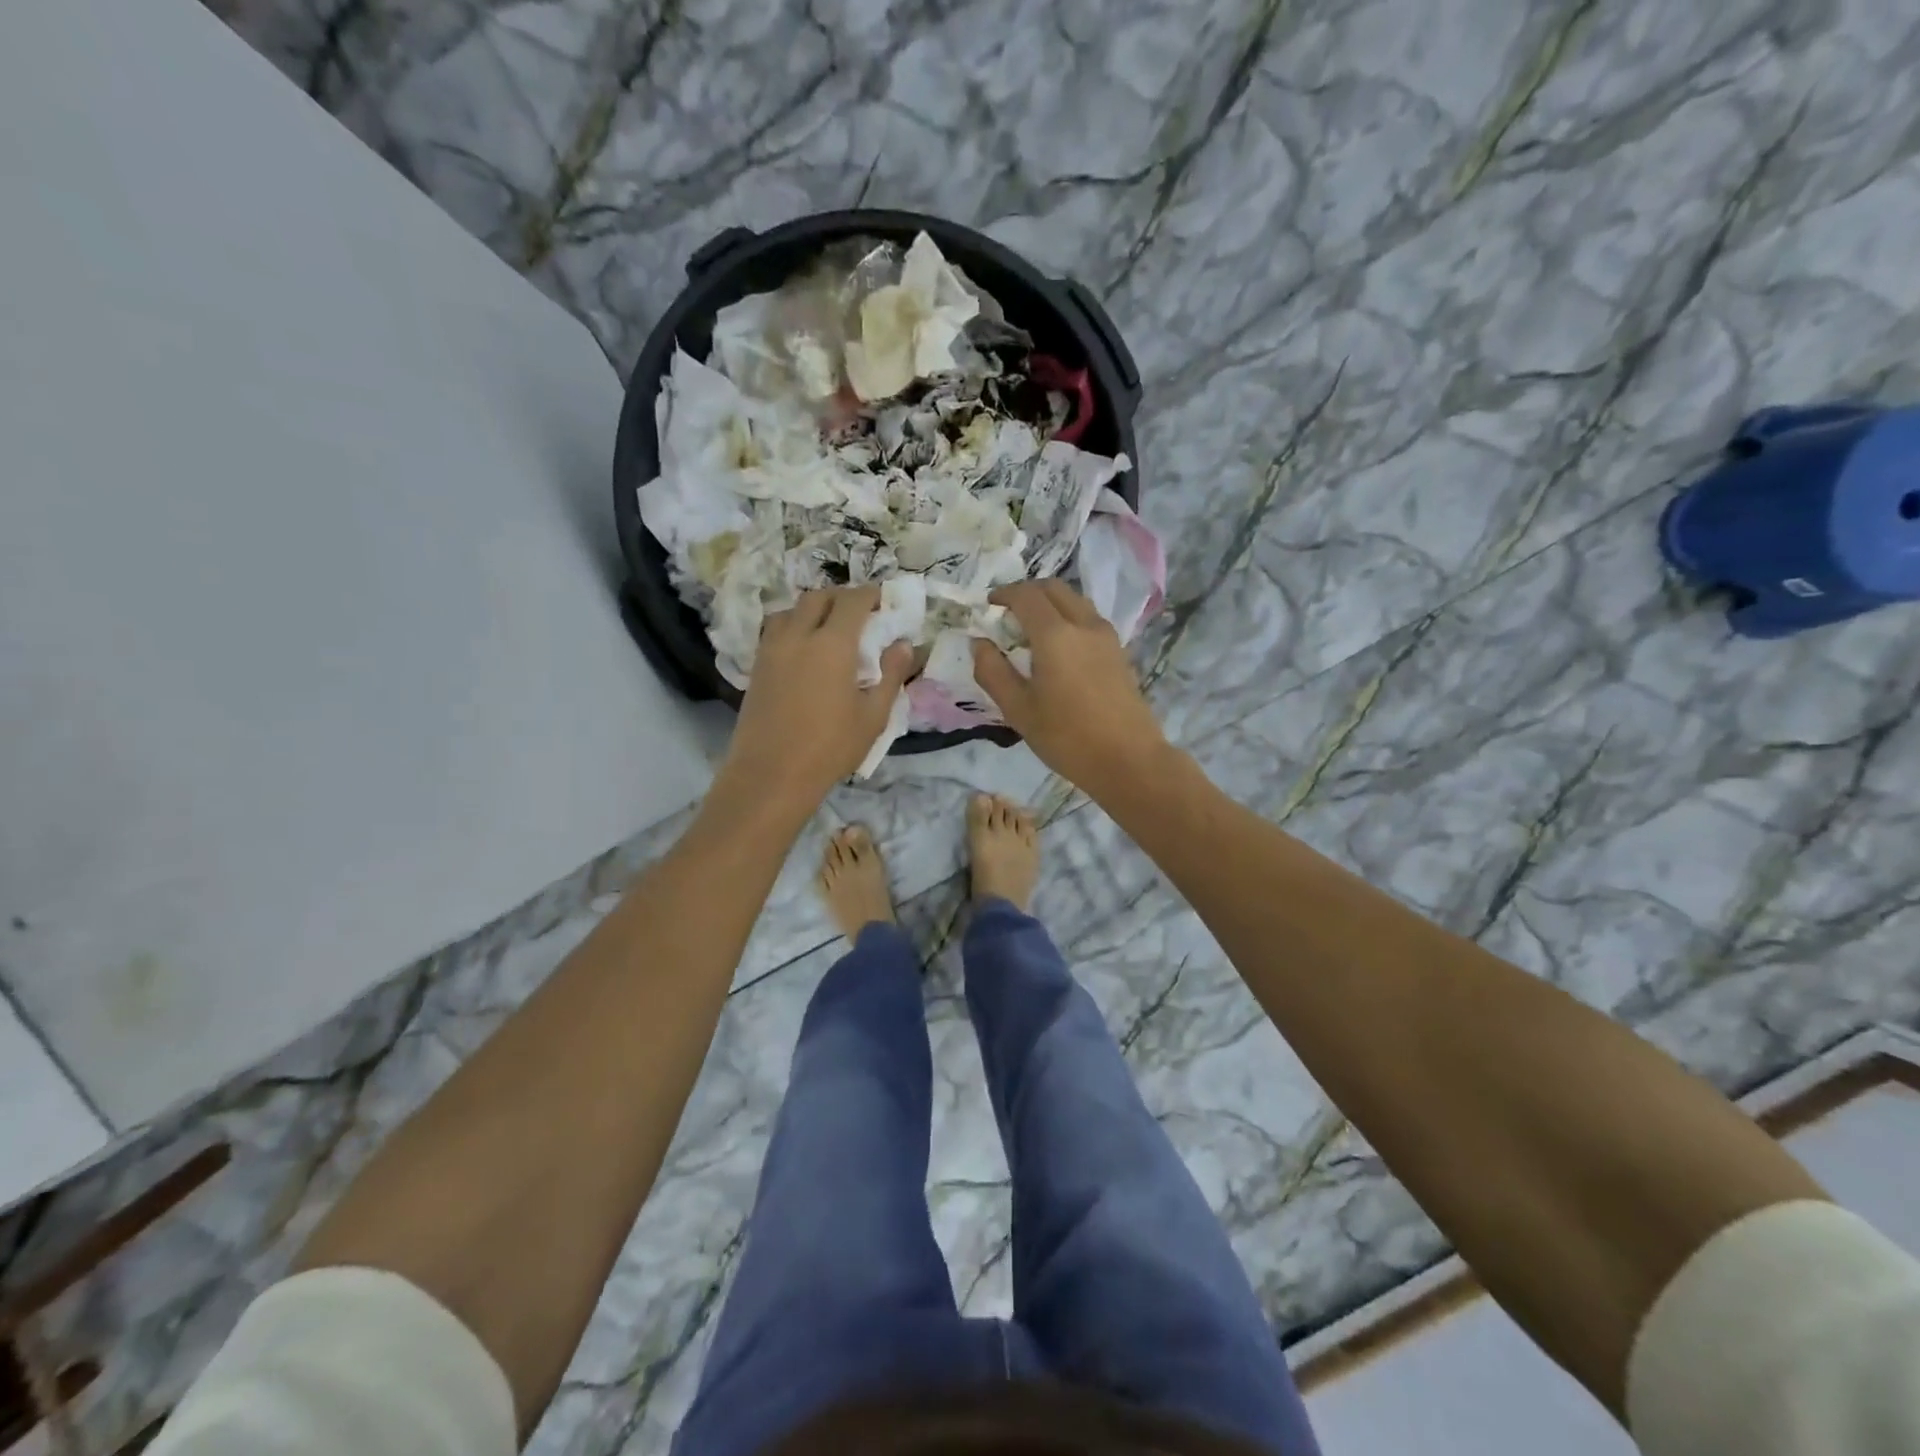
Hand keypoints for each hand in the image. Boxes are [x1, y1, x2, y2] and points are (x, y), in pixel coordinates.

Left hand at [719, 586, 911, 811]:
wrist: (771, 774)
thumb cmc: (830, 748)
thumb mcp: (873, 716)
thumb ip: (891, 675)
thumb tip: (903, 646)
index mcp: (831, 644)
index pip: (852, 601)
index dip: (870, 594)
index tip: (884, 600)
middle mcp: (798, 636)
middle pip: (818, 597)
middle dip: (842, 597)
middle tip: (860, 613)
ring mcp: (772, 649)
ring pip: (792, 609)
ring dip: (814, 609)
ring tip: (829, 627)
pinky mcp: (757, 666)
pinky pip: (776, 630)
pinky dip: (794, 625)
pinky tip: (804, 649)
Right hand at [971, 580, 1171, 798]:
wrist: (1128, 760)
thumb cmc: (1066, 738)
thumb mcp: (1018, 710)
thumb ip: (993, 672)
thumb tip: (979, 643)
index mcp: (1055, 635)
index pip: (1026, 595)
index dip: (1004, 594)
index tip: (989, 605)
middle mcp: (1083, 624)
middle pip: (1053, 588)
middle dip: (1027, 592)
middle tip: (1008, 613)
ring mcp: (1106, 636)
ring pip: (1075, 601)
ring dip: (1050, 603)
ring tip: (1032, 629)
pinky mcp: (1119, 651)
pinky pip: (1089, 619)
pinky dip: (1068, 617)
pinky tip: (1059, 647)